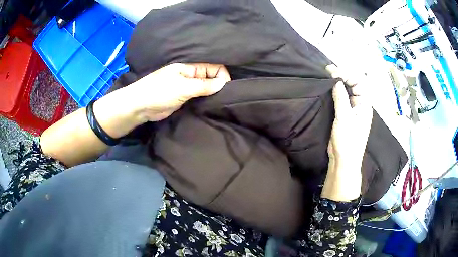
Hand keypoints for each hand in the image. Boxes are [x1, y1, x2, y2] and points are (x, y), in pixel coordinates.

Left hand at [122, 63, 230, 122]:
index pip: (214, 68)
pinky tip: (210, 107)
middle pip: (211, 78)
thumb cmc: (159, 92)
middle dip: (219, 86)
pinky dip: (204, 101)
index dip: (222, 77)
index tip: (227, 90)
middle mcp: (190, 76)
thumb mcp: (182, 87)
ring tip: (220, 104)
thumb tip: (224, 84)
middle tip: (225, 99)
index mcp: (190, 68)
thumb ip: (204, 85)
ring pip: (205, 89)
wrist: (139, 106)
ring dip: (212, 95)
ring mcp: (187, 88)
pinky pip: (198, 98)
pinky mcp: (183, 99)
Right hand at [321, 66, 372, 200]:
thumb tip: (337, 81)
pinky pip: (341, 98)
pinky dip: (335, 91)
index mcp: (364, 104)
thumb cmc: (347, 141)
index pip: (358, 82)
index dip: (346, 74)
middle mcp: (360, 104)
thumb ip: (341, 98)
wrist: (343, 160)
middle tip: (327, 70)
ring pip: (347, 91)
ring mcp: (352, 109)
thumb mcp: (344, 118)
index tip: (331, 72)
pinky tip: (328, 88)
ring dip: (338, 82)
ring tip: (326, 75)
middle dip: (342, 75)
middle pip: (353, 84)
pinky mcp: (345, 114)